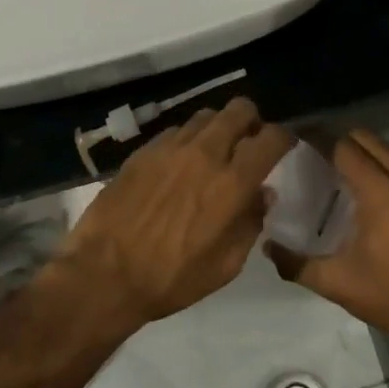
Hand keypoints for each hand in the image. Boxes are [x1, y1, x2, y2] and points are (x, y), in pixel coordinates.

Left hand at [57, 97, 292, 330]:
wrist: (104, 273)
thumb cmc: (171, 278)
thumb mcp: (225, 265)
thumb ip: (250, 223)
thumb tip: (262, 193)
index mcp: (232, 183)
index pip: (271, 138)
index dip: (283, 138)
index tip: (282, 147)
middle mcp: (205, 153)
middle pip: (239, 109)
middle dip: (251, 120)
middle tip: (248, 142)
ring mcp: (171, 146)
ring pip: (206, 115)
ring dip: (218, 128)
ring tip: (214, 151)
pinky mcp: (144, 149)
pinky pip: (176, 130)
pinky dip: (187, 140)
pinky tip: (180, 163)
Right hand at [265, 129, 388, 357]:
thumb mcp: (338, 283)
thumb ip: (296, 263)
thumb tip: (267, 246)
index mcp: (380, 192)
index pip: (343, 147)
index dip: (318, 140)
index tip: (299, 142)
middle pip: (366, 139)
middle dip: (340, 141)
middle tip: (319, 158)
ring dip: (365, 152)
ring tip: (344, 171)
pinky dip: (387, 165)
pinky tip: (376, 187)